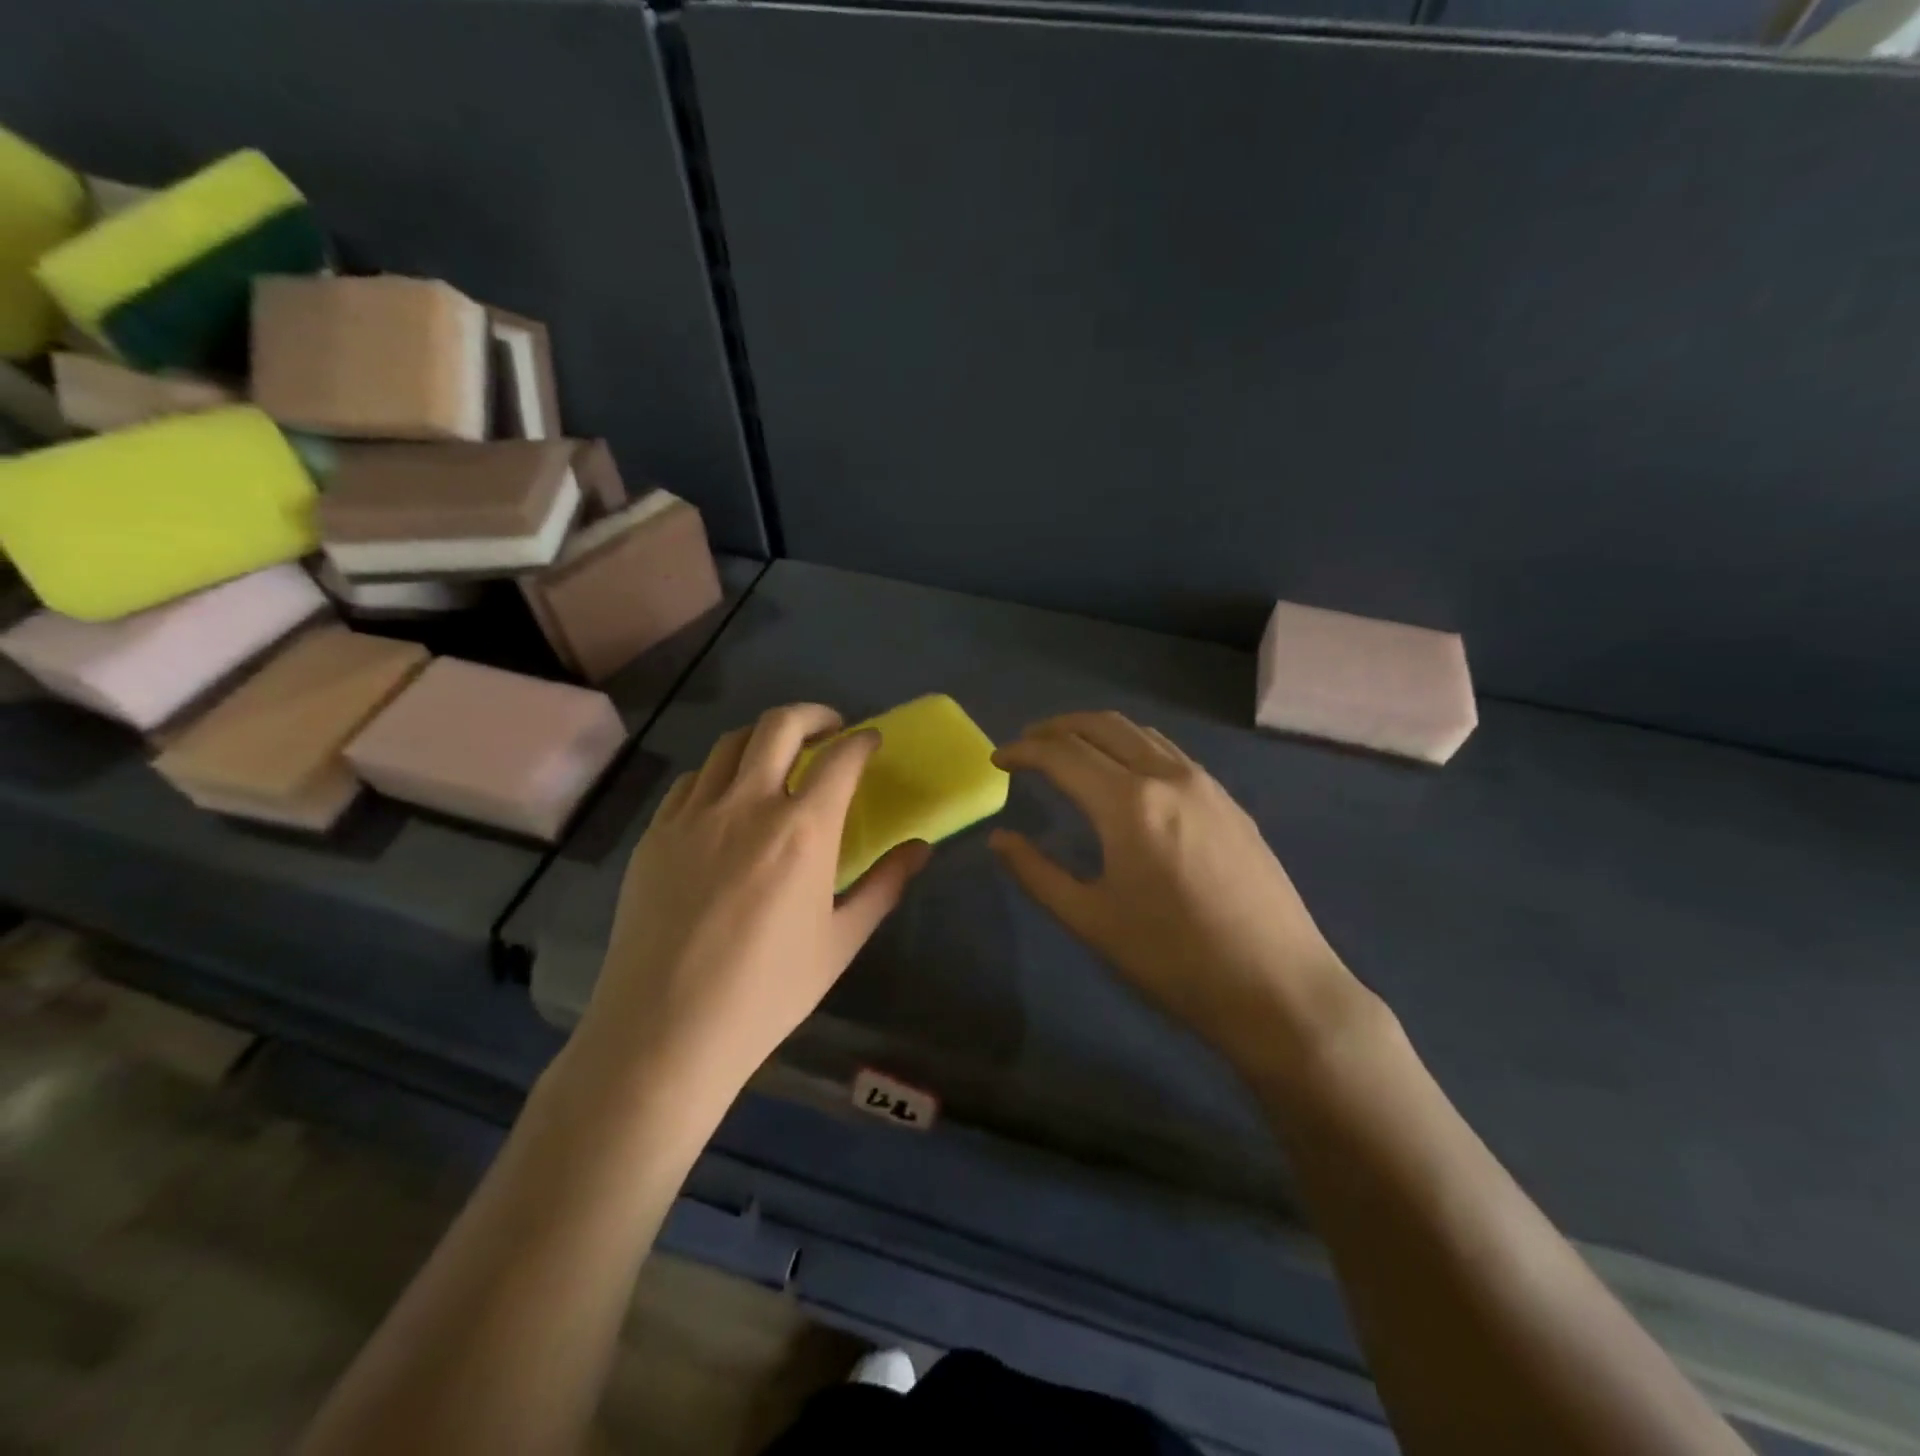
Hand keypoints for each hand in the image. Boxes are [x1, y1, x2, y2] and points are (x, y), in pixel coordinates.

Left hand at [572, 704, 929, 1113]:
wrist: (665, 1031)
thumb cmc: (766, 992)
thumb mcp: (840, 942)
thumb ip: (884, 885)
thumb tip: (921, 848)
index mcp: (802, 831)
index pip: (840, 759)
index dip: (862, 741)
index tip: (871, 741)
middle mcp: (748, 805)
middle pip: (780, 725)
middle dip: (813, 716)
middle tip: (830, 731)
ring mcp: (694, 815)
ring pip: (730, 743)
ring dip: (764, 737)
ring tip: (780, 756)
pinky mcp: (656, 833)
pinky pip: (692, 779)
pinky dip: (720, 772)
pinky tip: (728, 798)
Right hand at [991, 712, 1373, 1075]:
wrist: (1277, 987)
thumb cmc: (1173, 959)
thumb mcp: (1091, 920)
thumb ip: (1037, 873)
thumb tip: (999, 839)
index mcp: (1128, 803)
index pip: (1062, 754)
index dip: (1023, 751)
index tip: (997, 759)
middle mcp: (1167, 776)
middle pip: (1101, 726)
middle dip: (1056, 727)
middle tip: (1027, 744)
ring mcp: (1205, 784)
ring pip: (1140, 733)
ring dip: (1096, 731)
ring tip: (1070, 751)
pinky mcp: (1229, 801)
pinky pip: (1169, 753)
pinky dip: (1133, 747)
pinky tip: (1126, 775)